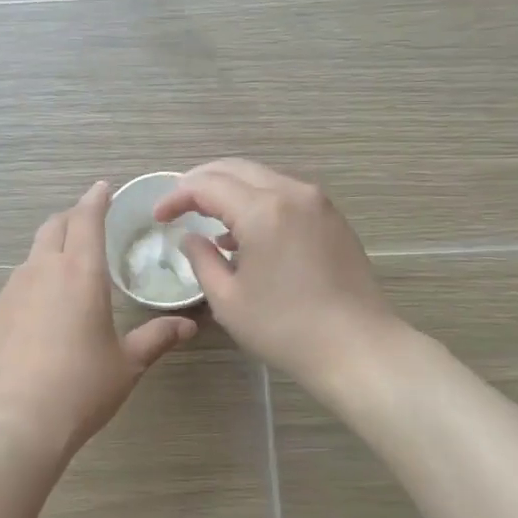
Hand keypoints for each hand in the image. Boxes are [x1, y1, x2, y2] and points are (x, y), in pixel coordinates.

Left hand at [0, 182, 197, 457]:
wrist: (14, 420)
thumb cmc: (81, 387)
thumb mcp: (127, 364)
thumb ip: (156, 339)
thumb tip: (188, 326)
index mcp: (81, 273)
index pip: (87, 219)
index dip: (96, 199)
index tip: (102, 188)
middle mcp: (42, 271)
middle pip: (53, 227)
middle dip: (71, 218)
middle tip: (86, 224)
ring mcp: (10, 291)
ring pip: (31, 258)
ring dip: (49, 254)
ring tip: (64, 275)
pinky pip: (13, 290)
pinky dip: (29, 289)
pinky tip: (37, 319)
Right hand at [154, 160, 397, 388]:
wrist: (358, 348)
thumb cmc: (286, 329)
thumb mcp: (228, 300)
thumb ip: (202, 259)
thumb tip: (191, 238)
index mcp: (262, 210)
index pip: (207, 185)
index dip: (176, 196)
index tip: (158, 216)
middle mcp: (291, 192)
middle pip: (235, 169)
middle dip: (200, 182)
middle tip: (177, 205)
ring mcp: (317, 202)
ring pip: (262, 178)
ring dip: (230, 190)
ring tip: (207, 218)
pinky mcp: (332, 217)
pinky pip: (284, 194)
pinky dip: (257, 201)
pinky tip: (245, 232)